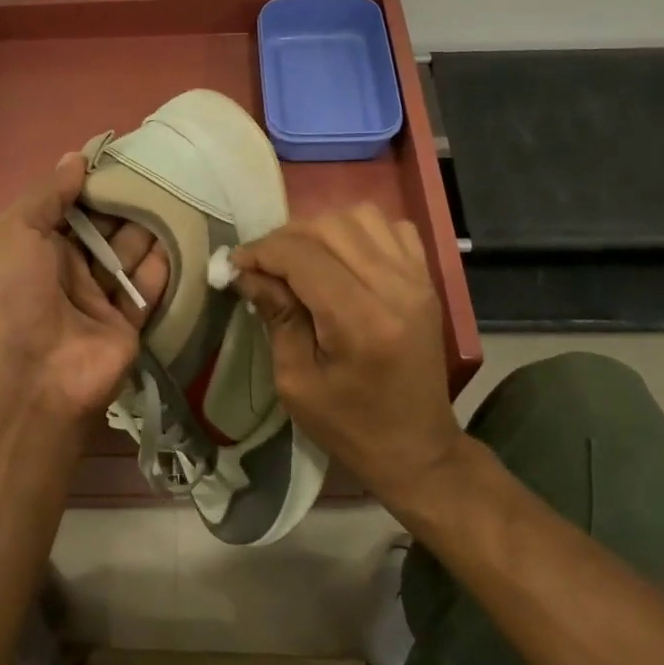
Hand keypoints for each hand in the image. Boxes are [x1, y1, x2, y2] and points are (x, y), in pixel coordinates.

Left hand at [0, 155, 168, 427]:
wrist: (30, 378)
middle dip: (126, 204)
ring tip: (179, 196)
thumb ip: (47, 194)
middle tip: (161, 173)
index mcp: (34, 247)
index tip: (124, 157)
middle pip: (103, 229)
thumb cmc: (11, 294)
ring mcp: (97, 300)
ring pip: (129, 256)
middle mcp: (66, 270)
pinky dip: (164, 266)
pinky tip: (183, 235)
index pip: (68, 207)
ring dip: (149, 229)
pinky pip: (148, 290)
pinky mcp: (127, 325)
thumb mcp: (13, 230)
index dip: (92, 184)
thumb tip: (76, 158)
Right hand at [232, 205, 461, 509]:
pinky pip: (391, 227)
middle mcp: (396, 288)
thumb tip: (248, 272)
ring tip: (300, 259)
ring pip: (360, 216)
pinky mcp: (428, 279)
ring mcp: (418, 279)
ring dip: (321, 229)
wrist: (417, 448)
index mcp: (362, 322)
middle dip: (284, 239)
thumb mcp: (296, 382)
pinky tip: (342, 258)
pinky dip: (359, 231)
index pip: (303, 256)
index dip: (261, 251)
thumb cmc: (349, 427)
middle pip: (329, 227)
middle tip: (263, 266)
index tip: (235, 265)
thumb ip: (277, 317)